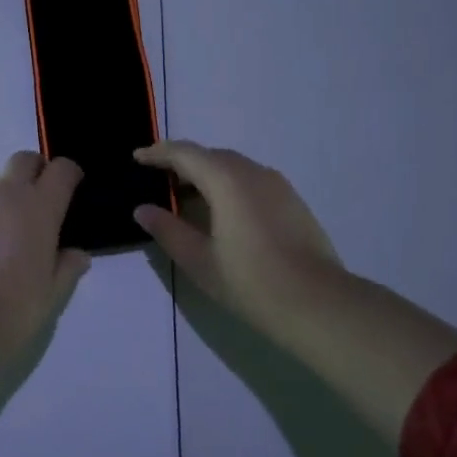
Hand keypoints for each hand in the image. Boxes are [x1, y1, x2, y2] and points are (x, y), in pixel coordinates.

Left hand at [0, 152, 91, 365]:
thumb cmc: (10, 310)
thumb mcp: (51, 297)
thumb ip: (67, 269)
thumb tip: (76, 254)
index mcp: (39, 207)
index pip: (61, 169)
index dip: (70, 174)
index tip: (73, 189)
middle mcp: (6, 194)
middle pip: (24, 159)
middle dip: (36, 171)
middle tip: (41, 201)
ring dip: (6, 189)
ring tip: (8, 224)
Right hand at [132, 141, 350, 339]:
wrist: (319, 304)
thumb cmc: (252, 282)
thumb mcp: (200, 261)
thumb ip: (168, 230)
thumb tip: (143, 210)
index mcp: (226, 180)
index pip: (184, 153)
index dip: (158, 153)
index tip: (137, 158)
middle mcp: (253, 172)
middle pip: (209, 155)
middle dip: (181, 162)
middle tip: (158, 180)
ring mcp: (277, 185)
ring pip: (233, 166)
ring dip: (206, 174)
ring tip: (187, 197)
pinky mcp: (292, 201)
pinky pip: (251, 179)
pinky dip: (228, 184)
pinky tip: (222, 212)